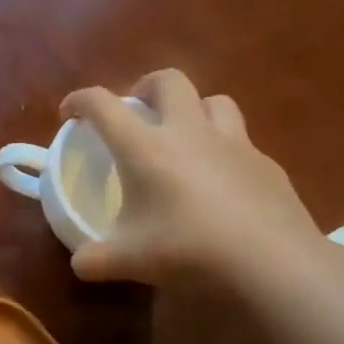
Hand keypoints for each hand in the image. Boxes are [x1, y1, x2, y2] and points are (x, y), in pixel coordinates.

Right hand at [63, 70, 323, 287]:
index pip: (102, 104)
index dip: (79, 101)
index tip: (69, 114)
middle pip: (168, 81)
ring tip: (182, 138)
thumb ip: (95, 259)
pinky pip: (241, 142)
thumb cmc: (188, 250)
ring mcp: (233, 144)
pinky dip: (223, 151)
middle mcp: (188, 133)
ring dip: (192, 110)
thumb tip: (80, 263)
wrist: (273, 262)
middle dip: (145, 88)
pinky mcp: (266, 165)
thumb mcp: (128, 261)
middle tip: (135, 114)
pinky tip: (220, 182)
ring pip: (213, 101)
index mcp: (145, 147)